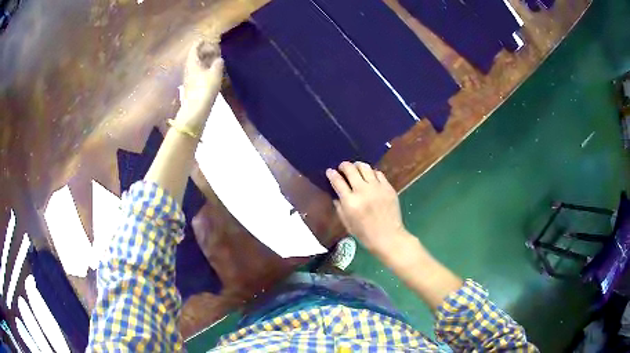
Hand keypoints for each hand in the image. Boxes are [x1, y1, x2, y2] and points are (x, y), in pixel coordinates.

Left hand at [176, 40, 223, 132]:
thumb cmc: (205, 88)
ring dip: (204, 62)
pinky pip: (197, 74)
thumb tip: (219, 59)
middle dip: (203, 52)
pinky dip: (203, 70)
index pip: (194, 49)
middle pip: (195, 57)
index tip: (205, 39)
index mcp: (192, 63)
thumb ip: (218, 63)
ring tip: (213, 61)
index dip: (200, 43)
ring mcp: (188, 79)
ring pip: (196, 66)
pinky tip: (210, 73)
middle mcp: (188, 69)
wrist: (196, 110)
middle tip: (213, 50)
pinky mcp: (191, 87)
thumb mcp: (215, 73)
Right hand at [326, 161, 410, 254]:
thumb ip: (339, 207)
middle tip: (342, 168)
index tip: (330, 171)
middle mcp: (363, 191)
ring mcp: (377, 188)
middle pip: (350, 169)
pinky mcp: (388, 187)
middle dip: (343, 166)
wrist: (388, 237)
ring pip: (365, 167)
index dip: (332, 174)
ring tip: (356, 169)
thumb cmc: (365, 234)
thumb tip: (336, 194)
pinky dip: (371, 173)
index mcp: (350, 202)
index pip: (337, 181)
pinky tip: (370, 177)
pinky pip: (378, 173)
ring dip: (357, 166)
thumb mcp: (346, 223)